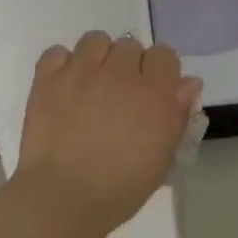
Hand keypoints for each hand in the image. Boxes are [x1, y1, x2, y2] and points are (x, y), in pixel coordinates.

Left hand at [14, 32, 201, 235]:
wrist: (64, 198)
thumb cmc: (121, 187)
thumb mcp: (163, 158)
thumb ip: (178, 115)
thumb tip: (189, 83)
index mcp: (154, 92)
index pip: (165, 55)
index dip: (160, 72)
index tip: (152, 93)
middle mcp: (120, 72)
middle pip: (130, 46)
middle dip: (129, 66)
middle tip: (120, 96)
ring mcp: (81, 71)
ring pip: (96, 40)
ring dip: (98, 57)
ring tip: (92, 84)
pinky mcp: (48, 79)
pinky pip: (57, 52)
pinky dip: (62, 65)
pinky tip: (64, 87)